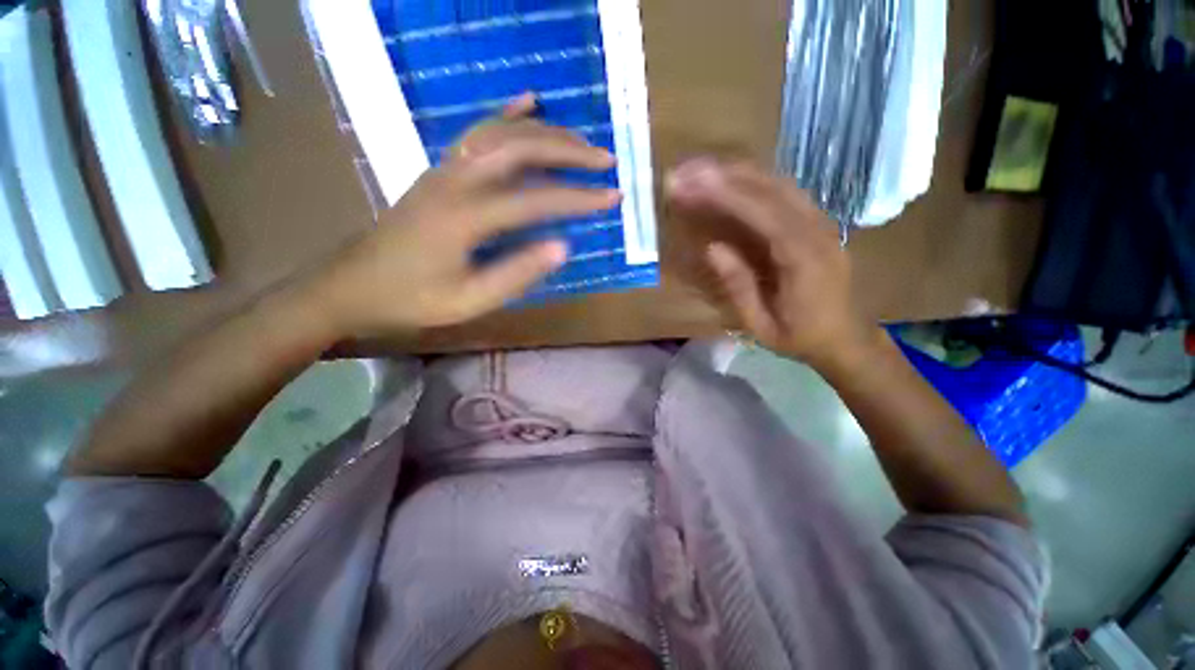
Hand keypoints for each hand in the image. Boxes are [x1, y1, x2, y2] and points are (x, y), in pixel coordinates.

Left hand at [310, 98, 619, 338]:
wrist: (352, 286)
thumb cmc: (411, 300)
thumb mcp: (469, 301)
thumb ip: (517, 273)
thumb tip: (563, 246)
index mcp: (466, 217)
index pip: (537, 199)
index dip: (579, 198)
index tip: (613, 196)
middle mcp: (457, 180)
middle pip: (521, 148)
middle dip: (570, 151)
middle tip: (605, 160)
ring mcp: (445, 169)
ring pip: (502, 132)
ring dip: (547, 132)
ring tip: (581, 140)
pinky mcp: (440, 170)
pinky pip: (477, 131)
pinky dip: (507, 113)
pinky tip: (528, 102)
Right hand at [667, 158, 881, 371]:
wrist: (846, 338)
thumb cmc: (800, 337)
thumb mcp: (761, 324)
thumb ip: (739, 287)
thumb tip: (712, 248)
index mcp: (803, 259)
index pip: (763, 213)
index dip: (725, 194)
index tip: (691, 183)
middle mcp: (817, 231)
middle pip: (771, 187)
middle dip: (725, 174)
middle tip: (686, 171)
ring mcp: (821, 223)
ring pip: (779, 183)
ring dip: (738, 172)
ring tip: (701, 170)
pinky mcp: (817, 223)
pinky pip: (785, 192)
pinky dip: (754, 181)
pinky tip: (731, 179)